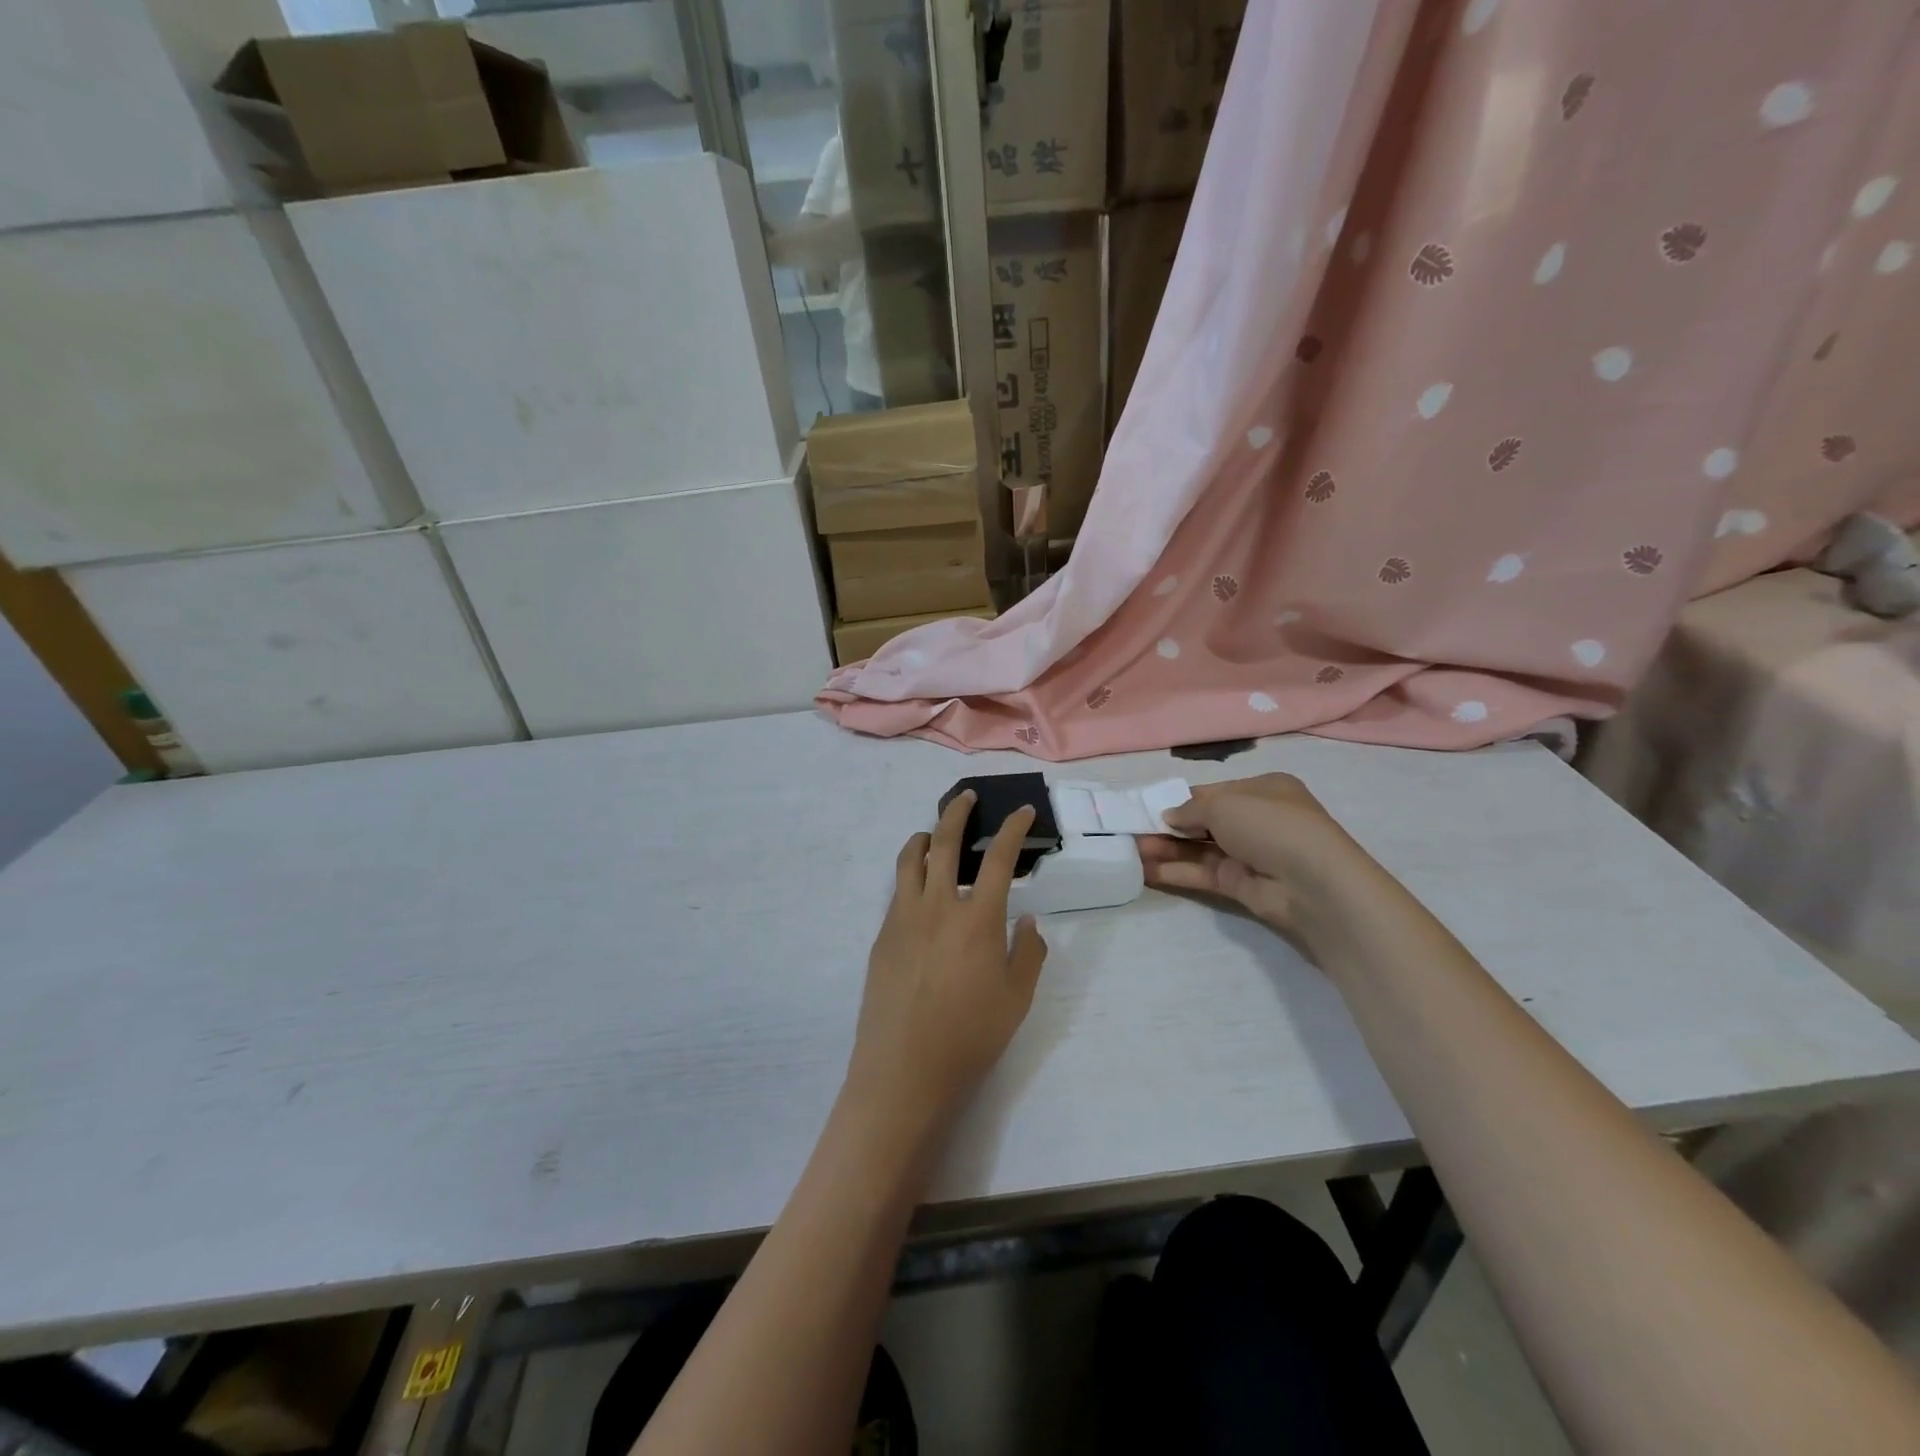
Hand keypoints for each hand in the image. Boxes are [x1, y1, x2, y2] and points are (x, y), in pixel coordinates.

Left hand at [845, 790, 1048, 1138]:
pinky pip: (898, 891)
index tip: (1021, 811)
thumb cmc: (970, 1037)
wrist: (904, 1070)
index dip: (1013, 828)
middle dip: (957, 811)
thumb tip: (1026, 919)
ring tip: (934, 834)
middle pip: (945, 842)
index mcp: (978, 919)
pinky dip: (910, 874)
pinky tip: (920, 889)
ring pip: (910, 859)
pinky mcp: (882, 936)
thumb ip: (1028, 952)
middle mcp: (938, 906)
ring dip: (925, 837)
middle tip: (966, 797)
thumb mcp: (1017, 999)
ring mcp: (903, 918)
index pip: (999, 858)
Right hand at [1139, 774, 1372, 944]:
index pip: (1214, 792)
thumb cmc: (1271, 824)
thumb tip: (1168, 817)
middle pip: (1204, 822)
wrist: (1313, 883)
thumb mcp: (1224, 805)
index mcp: (1263, 790)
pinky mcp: (1241, 885)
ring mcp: (1250, 854)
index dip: (1181, 799)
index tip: (1148, 806)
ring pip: (1199, 849)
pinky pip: (1202, 873)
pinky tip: (1145, 870)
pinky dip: (1175, 871)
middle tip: (1132, 829)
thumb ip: (1190, 810)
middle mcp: (1257, 820)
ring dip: (1166, 849)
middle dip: (1169, 826)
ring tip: (1131, 850)